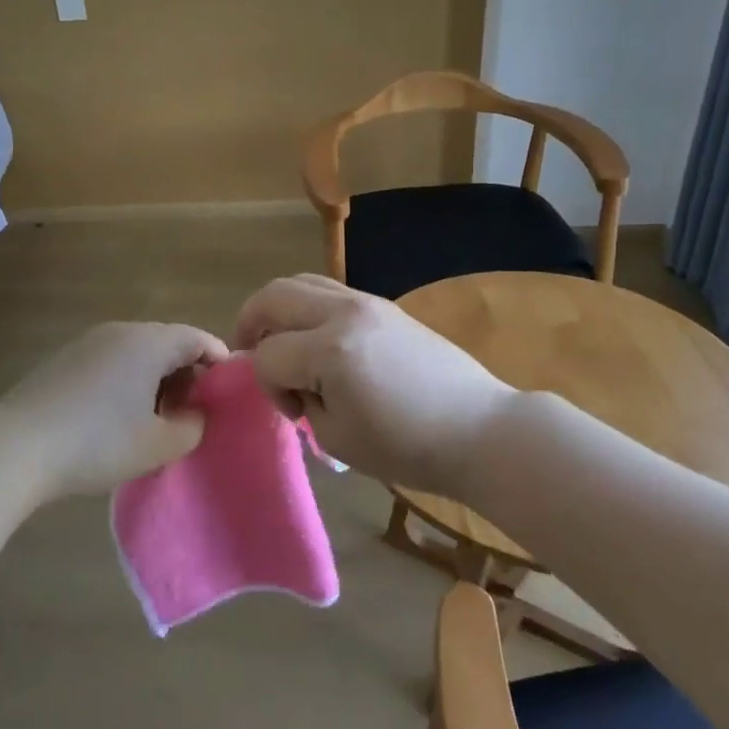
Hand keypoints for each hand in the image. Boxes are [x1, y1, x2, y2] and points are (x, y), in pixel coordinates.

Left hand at [0, 321, 229, 498]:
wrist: (15, 447)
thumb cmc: (97, 443)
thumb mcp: (157, 445)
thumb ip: (191, 428)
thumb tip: (194, 416)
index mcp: (150, 342)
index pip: (198, 339)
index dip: (219, 363)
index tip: (227, 392)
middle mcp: (121, 331)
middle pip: (167, 342)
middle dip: (187, 374)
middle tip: (191, 412)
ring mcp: (88, 342)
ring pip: (137, 352)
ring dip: (155, 379)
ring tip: (155, 419)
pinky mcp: (64, 359)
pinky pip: (110, 361)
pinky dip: (126, 381)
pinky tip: (115, 417)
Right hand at [234, 274, 515, 497]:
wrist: (478, 430)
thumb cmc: (407, 447)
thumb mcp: (337, 437)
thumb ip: (302, 400)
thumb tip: (295, 379)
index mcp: (330, 350)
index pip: (268, 355)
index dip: (267, 386)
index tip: (292, 411)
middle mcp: (344, 312)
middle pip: (273, 295)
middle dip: (251, 323)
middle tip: (249, 352)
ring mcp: (367, 301)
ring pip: (300, 282)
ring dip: (279, 309)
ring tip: (280, 340)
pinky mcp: (383, 304)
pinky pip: (329, 290)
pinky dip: (307, 308)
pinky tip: (316, 340)